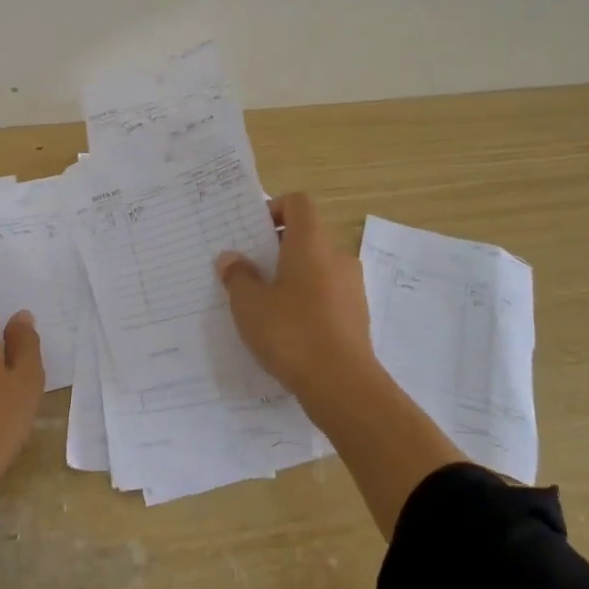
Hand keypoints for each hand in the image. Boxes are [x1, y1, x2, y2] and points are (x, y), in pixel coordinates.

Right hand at [216, 192, 384, 410]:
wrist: (342, 385)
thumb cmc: (291, 332)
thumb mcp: (249, 304)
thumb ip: (238, 276)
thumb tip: (231, 258)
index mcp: (311, 243)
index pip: (298, 203)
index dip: (274, 209)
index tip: (253, 234)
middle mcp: (337, 256)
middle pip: (306, 236)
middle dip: (277, 249)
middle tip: (250, 271)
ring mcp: (352, 286)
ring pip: (317, 267)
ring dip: (292, 277)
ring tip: (265, 304)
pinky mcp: (356, 315)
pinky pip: (327, 294)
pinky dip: (308, 301)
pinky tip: (288, 330)